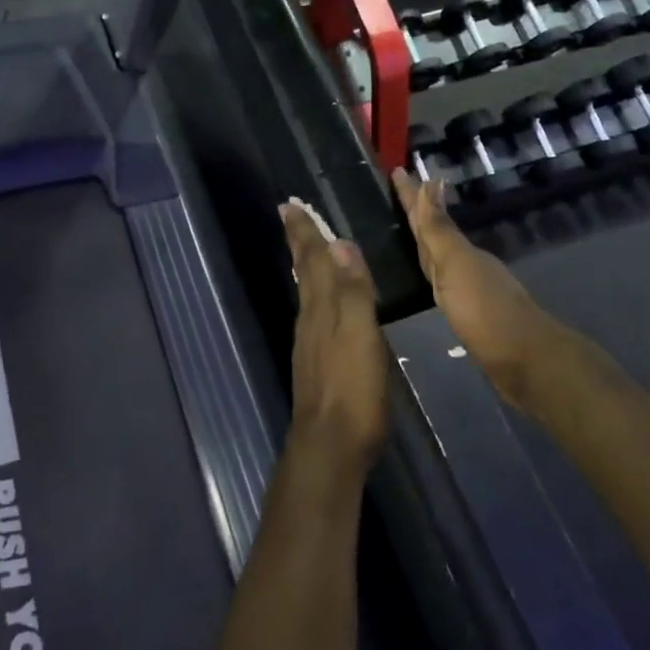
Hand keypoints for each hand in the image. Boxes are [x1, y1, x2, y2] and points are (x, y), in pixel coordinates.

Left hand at [281, 201, 389, 468]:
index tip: (289, 204)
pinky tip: (320, 301)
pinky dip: (315, 293)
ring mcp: (310, 342)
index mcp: (322, 307)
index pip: (312, 259)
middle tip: (290, 215)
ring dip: (305, 264)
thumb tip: (340, 243)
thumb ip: (353, 290)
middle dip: (300, 242)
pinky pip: (314, 312)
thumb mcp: (360, 334)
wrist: (330, 445)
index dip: (304, 232)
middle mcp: (310, 318)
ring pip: (307, 291)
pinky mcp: (317, 362)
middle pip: (304, 271)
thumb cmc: (352, 387)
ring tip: (305, 247)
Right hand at [391, 170, 545, 407]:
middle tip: (396, 190)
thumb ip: (440, 230)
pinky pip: (442, 282)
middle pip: (433, 232)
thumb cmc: (485, 311)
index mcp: (457, 251)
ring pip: (438, 256)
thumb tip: (432, 181)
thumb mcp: (457, 266)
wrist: (524, 362)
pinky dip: (431, 272)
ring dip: (422, 240)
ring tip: (404, 228)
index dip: (412, 195)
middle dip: (414, 211)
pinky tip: (426, 277)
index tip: (397, 169)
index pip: (428, 216)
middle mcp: (463, 264)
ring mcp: (467, 288)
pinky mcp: (468, 313)